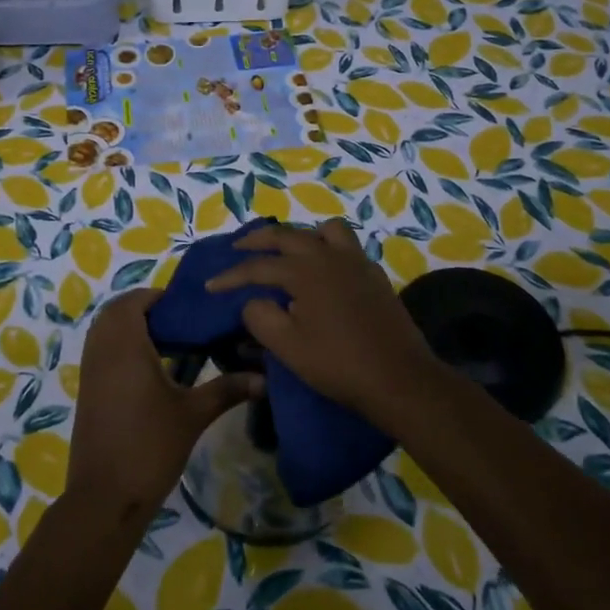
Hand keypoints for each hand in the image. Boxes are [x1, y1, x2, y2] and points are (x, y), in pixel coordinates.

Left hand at [66, 289, 263, 520]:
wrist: (105, 497)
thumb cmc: (150, 446)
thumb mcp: (193, 414)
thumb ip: (228, 388)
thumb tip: (266, 376)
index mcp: (125, 344)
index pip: (136, 300)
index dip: (160, 297)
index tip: (190, 308)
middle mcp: (102, 349)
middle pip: (118, 311)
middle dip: (146, 310)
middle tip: (182, 323)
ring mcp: (90, 370)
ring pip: (106, 331)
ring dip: (132, 328)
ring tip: (170, 343)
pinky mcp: (88, 390)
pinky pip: (102, 351)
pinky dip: (121, 347)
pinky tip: (152, 371)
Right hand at [206, 219, 437, 424]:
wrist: (399, 378)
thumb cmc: (338, 363)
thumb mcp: (287, 346)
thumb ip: (260, 316)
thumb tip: (253, 301)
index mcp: (305, 270)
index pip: (258, 267)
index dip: (230, 276)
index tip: (210, 286)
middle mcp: (329, 255)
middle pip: (287, 236)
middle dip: (258, 240)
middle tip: (238, 248)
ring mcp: (356, 262)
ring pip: (323, 230)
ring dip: (300, 236)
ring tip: (288, 252)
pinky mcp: (374, 275)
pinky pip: (346, 246)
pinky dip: (327, 248)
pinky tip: (323, 270)